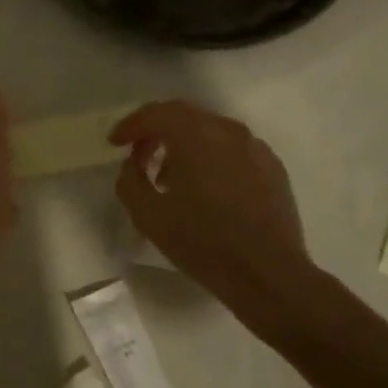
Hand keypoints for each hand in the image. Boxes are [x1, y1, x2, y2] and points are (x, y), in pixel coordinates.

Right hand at [110, 101, 319, 318]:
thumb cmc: (202, 242)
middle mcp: (228, 131)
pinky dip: (210, 157)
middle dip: (156, 131)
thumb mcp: (148, 216)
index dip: (131, 125)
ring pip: (210, 131)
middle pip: (184, 115)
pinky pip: (232, 149)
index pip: (156, 113)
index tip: (115, 143)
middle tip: (138, 156)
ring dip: (183, 145)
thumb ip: (130, 181)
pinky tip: (204, 189)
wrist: (267, 274)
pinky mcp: (272, 168)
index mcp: (195, 136)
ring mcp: (255, 148)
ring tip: (169, 178)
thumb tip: (133, 166)